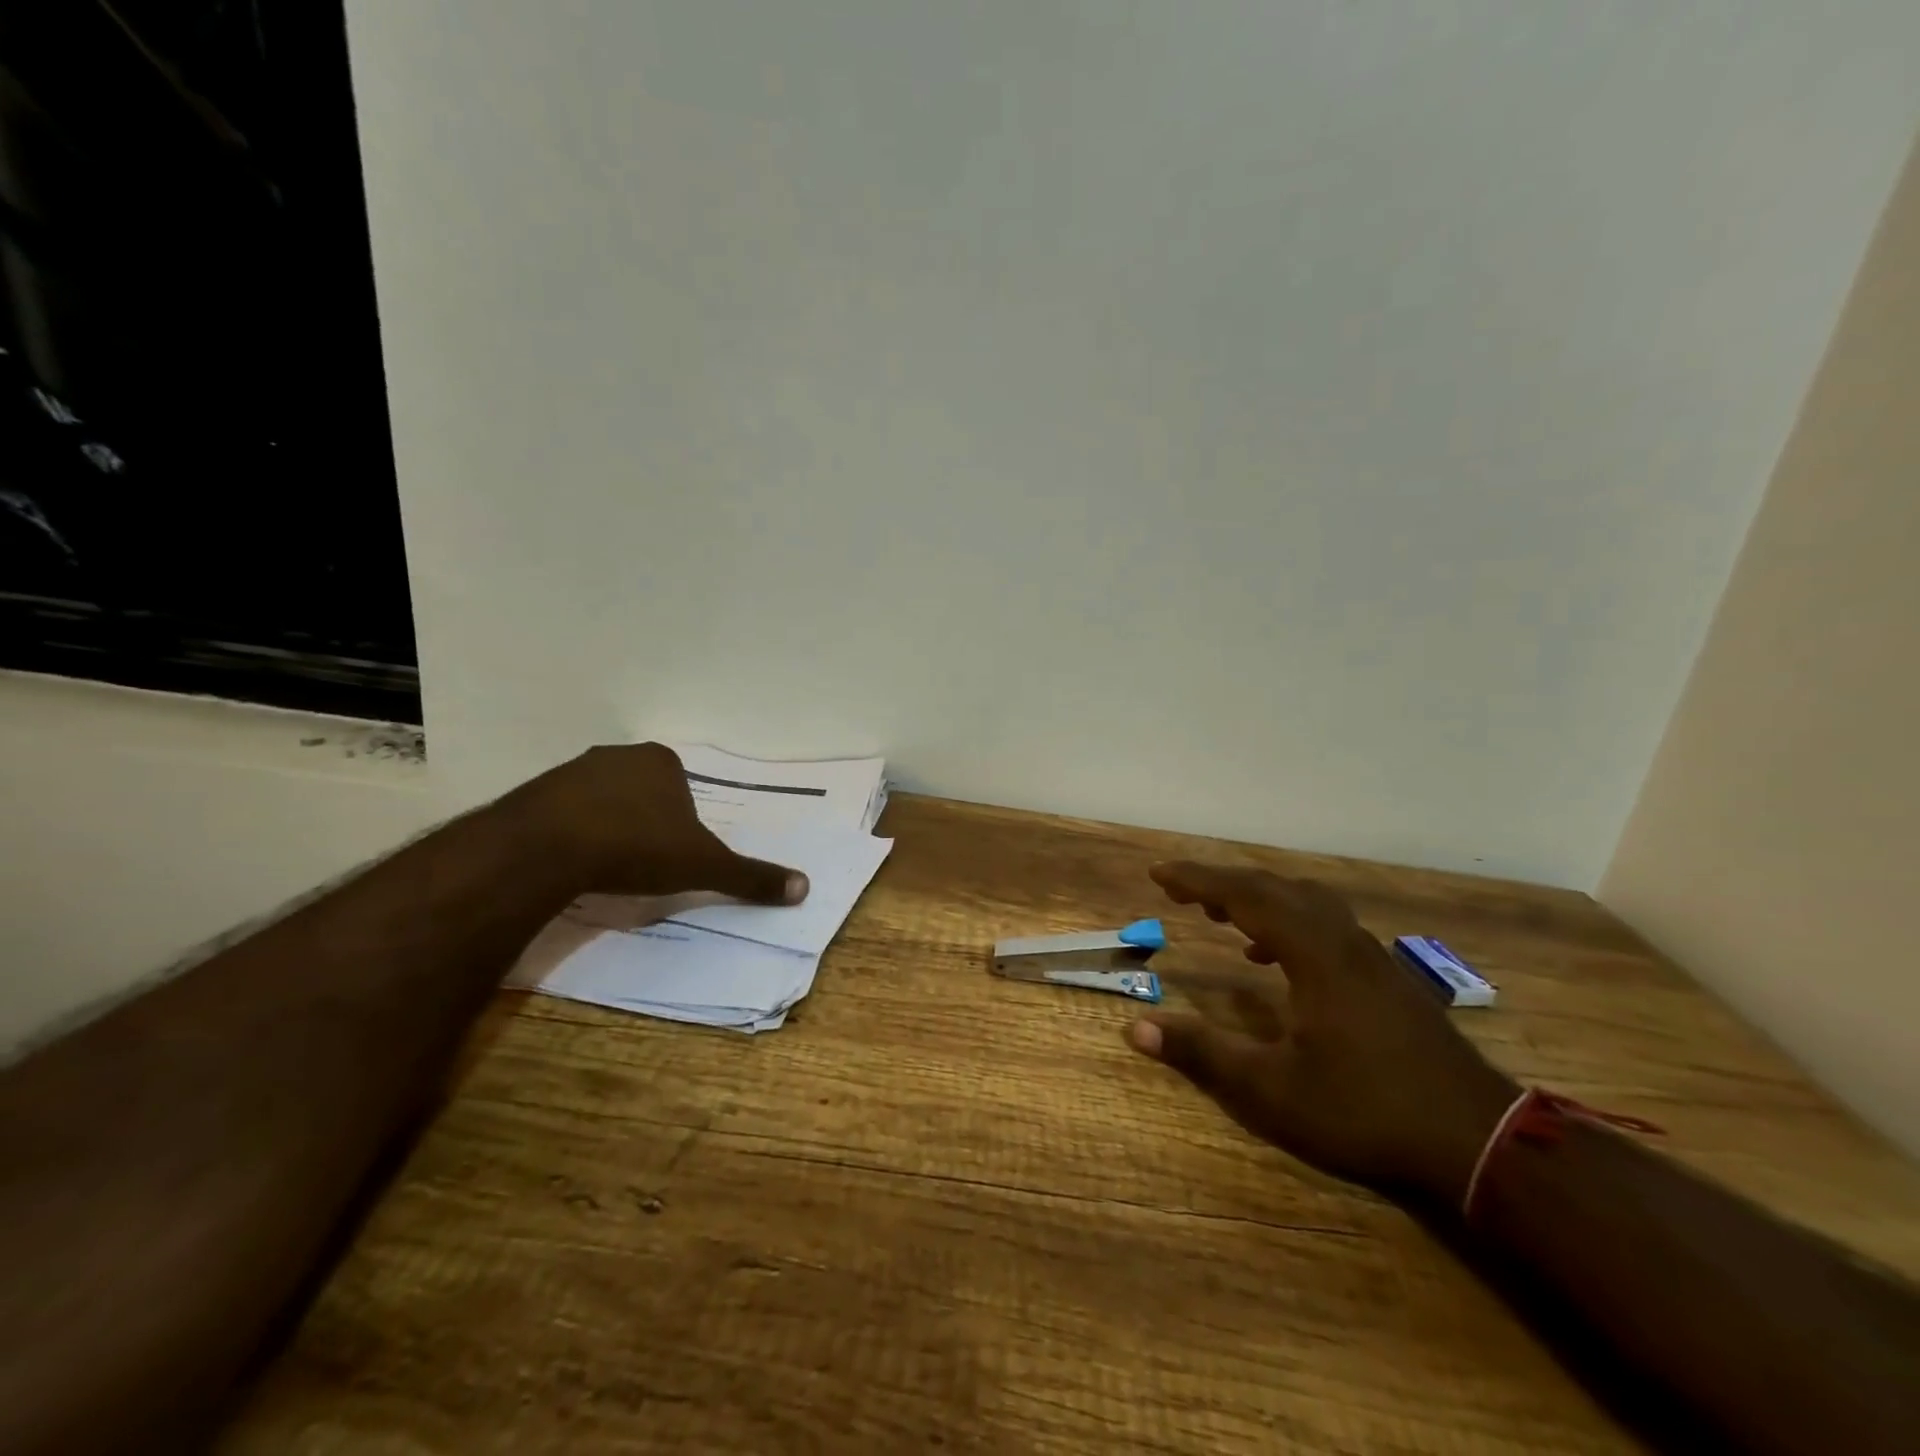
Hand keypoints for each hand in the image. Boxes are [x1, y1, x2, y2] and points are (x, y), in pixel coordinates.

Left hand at [511, 743, 808, 904]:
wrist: (548, 848)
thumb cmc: (637, 846)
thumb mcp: (703, 865)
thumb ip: (750, 876)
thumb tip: (804, 887)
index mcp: (662, 761)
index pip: (682, 788)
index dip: (682, 823)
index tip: (673, 854)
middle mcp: (619, 756)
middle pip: (642, 792)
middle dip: (645, 822)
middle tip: (642, 863)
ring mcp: (572, 771)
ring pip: (601, 801)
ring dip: (607, 827)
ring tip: (605, 867)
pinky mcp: (533, 793)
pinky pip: (563, 814)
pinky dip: (571, 835)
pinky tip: (570, 864)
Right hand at [1130, 862, 1516, 1205]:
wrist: (1480, 1145)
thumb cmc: (1366, 1113)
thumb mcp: (1271, 1092)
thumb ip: (1202, 1055)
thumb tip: (1135, 1029)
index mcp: (1314, 954)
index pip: (1245, 895)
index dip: (1198, 880)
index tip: (1159, 873)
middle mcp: (1342, 941)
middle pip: (1275, 889)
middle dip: (1222, 882)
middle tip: (1181, 891)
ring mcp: (1370, 958)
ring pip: (1305, 903)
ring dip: (1258, 898)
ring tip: (1221, 913)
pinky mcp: (1385, 979)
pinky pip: (1325, 925)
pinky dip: (1287, 923)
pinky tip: (1274, 958)